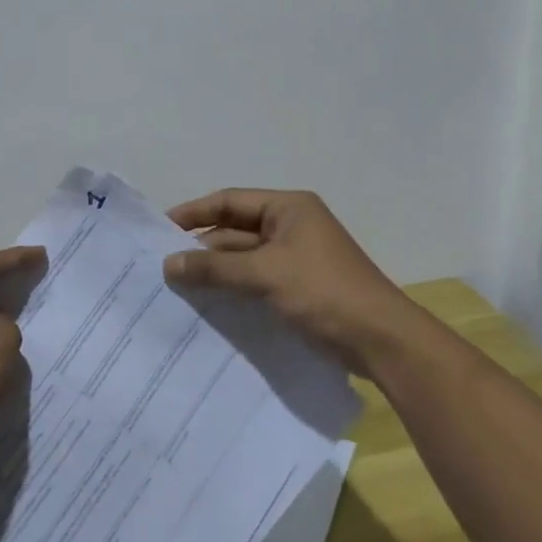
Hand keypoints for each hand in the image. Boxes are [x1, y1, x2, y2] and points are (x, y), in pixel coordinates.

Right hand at [162, 188, 433, 379]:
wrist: (381, 340)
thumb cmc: (324, 292)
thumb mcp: (265, 275)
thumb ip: (215, 268)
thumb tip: (168, 264)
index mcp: (288, 208)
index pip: (230, 201)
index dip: (194, 212)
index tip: (160, 230)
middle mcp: (291, 225)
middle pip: (235, 229)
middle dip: (202, 247)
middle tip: (162, 266)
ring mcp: (296, 257)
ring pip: (244, 257)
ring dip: (216, 270)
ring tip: (177, 287)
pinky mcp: (299, 286)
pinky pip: (256, 279)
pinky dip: (233, 287)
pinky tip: (208, 304)